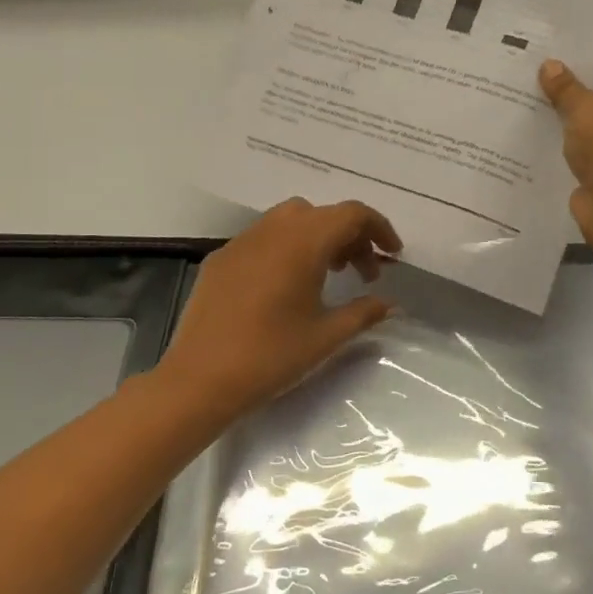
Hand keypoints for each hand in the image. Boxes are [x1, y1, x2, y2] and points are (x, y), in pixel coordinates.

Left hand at [157, 199, 402, 415]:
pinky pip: (263, 238)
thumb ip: (364, 313)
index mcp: (303, 242)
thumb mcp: (326, 336)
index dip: (379, 228)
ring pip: (290, 220)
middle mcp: (273, 230)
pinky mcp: (220, 258)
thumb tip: (389, 304)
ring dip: (318, 239)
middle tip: (363, 273)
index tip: (393, 255)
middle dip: (350, 236)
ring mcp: (242, 241)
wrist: (199, 379)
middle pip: (322, 214)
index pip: (351, 214)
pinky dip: (287, 248)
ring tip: (328, 275)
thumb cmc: (271, 356)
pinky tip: (285, 287)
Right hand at [538, 59, 592, 252]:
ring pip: (582, 129)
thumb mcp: (584, 107)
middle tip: (527, 77)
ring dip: (558, 123)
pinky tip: (527, 141)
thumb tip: (550, 65)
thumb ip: (565, 87)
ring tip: (520, 106)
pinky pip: (575, 156)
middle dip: (564, 91)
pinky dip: (557, 150)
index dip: (581, 61)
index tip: (549, 54)